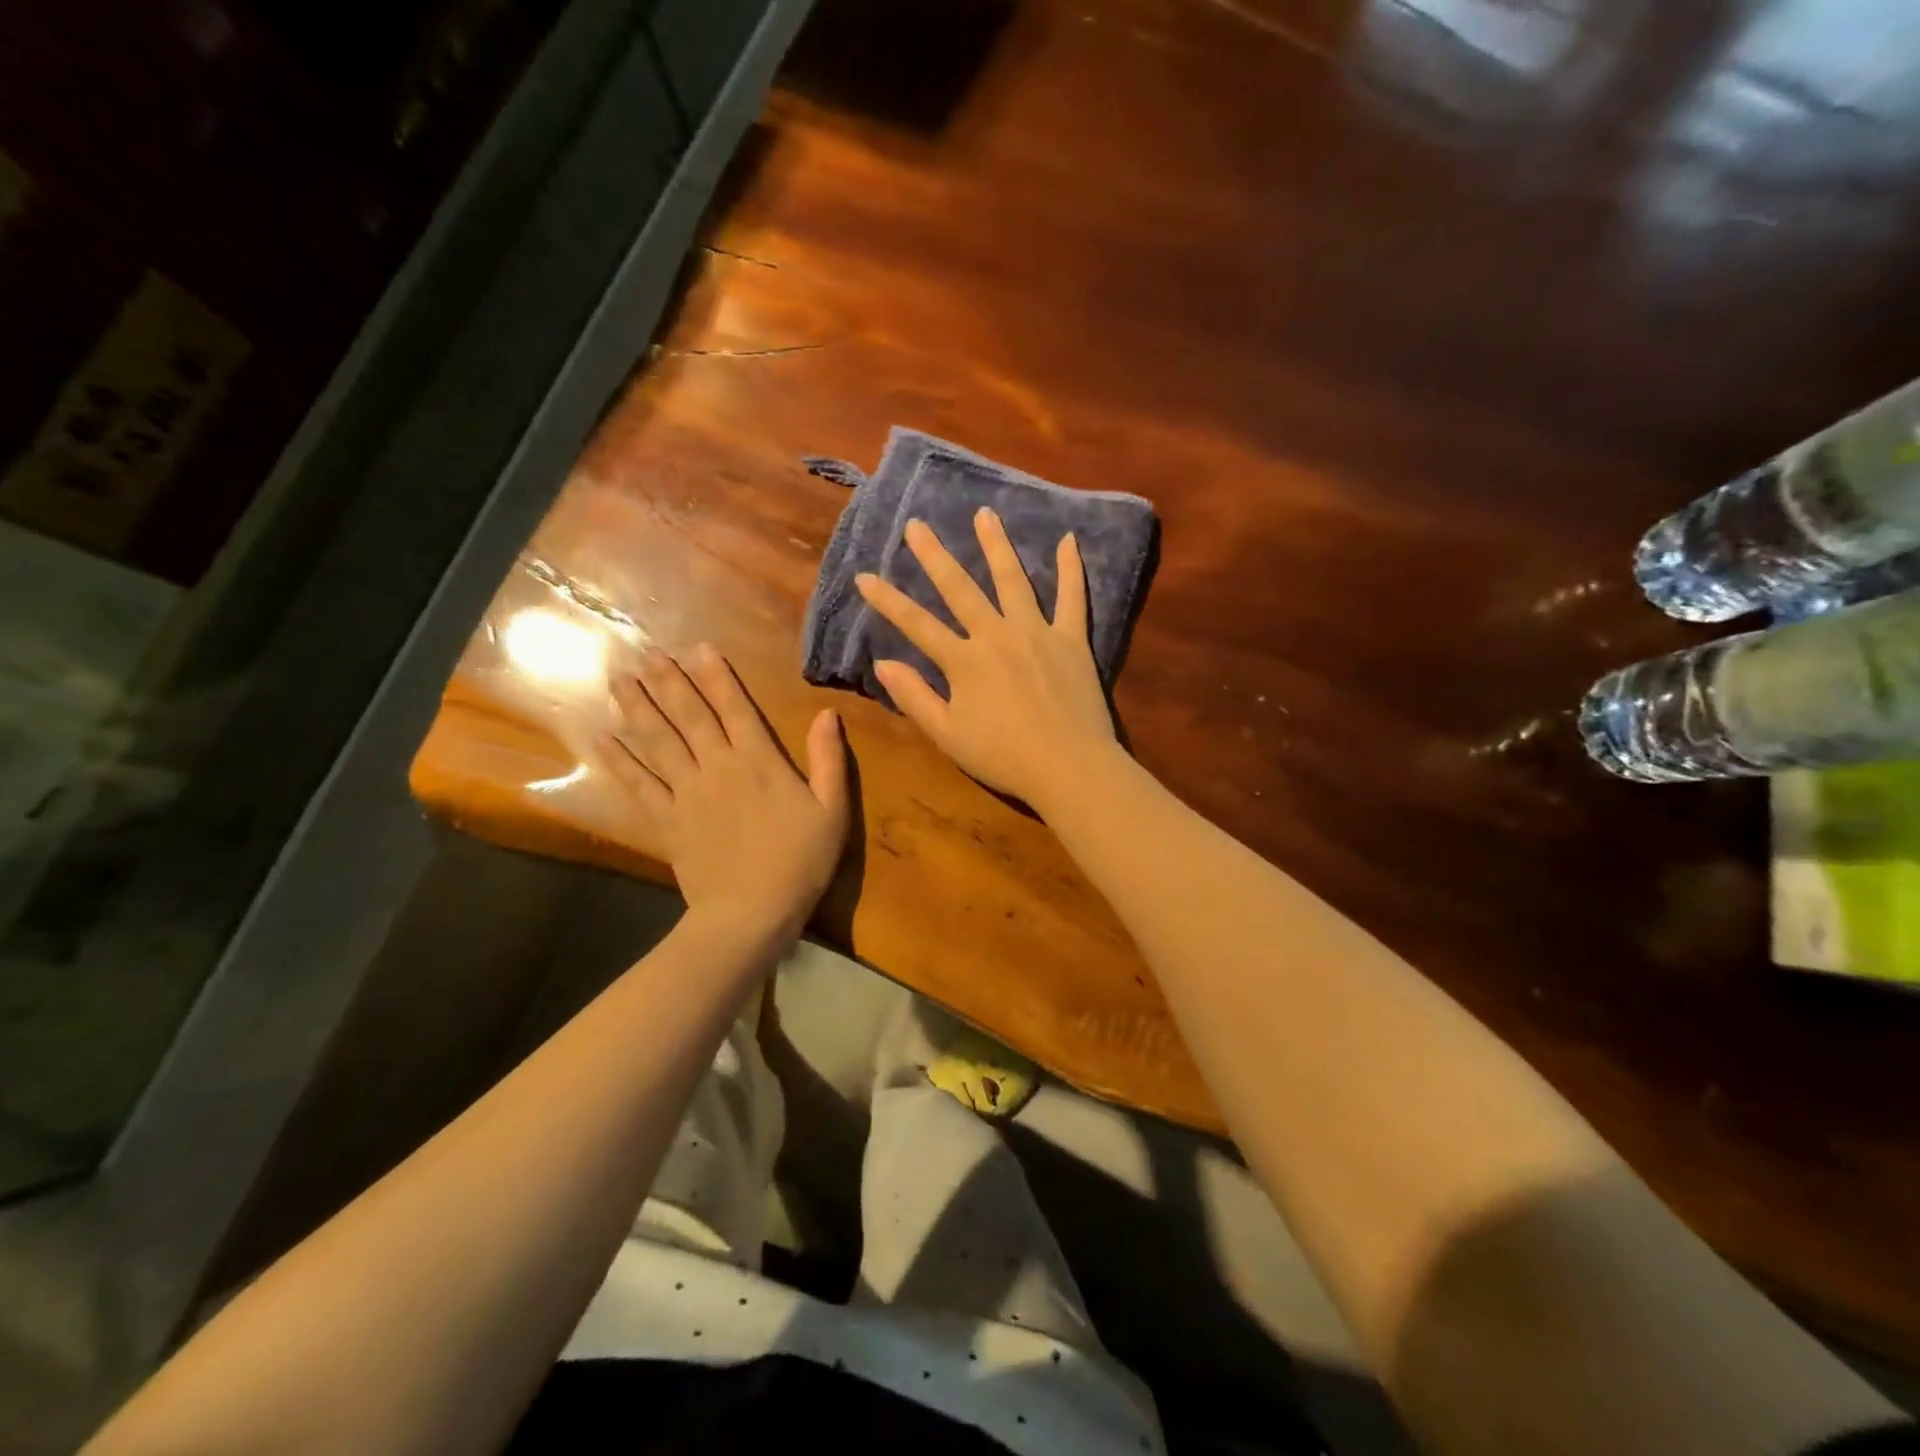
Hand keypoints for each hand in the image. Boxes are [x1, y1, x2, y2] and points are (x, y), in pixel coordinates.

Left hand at [604, 644, 847, 942]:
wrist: (751, 912)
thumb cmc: (799, 862)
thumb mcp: (831, 810)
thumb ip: (829, 760)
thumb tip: (828, 714)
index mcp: (758, 762)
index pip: (735, 708)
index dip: (717, 676)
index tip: (698, 647)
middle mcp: (717, 768)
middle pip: (689, 717)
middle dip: (668, 682)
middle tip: (645, 653)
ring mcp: (686, 794)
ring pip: (657, 742)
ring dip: (638, 709)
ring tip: (618, 680)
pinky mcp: (666, 821)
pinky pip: (638, 786)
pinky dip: (619, 762)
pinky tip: (602, 740)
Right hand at [855, 509, 1118, 813]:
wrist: (1069, 767)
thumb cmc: (1004, 758)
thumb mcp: (948, 736)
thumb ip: (915, 697)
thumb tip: (883, 663)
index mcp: (964, 661)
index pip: (916, 624)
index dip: (888, 600)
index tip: (864, 576)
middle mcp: (997, 635)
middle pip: (960, 589)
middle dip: (934, 556)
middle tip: (917, 525)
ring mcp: (1037, 632)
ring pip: (1013, 580)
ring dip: (996, 545)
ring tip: (984, 514)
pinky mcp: (1072, 640)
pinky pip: (1072, 598)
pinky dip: (1071, 569)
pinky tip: (1069, 540)